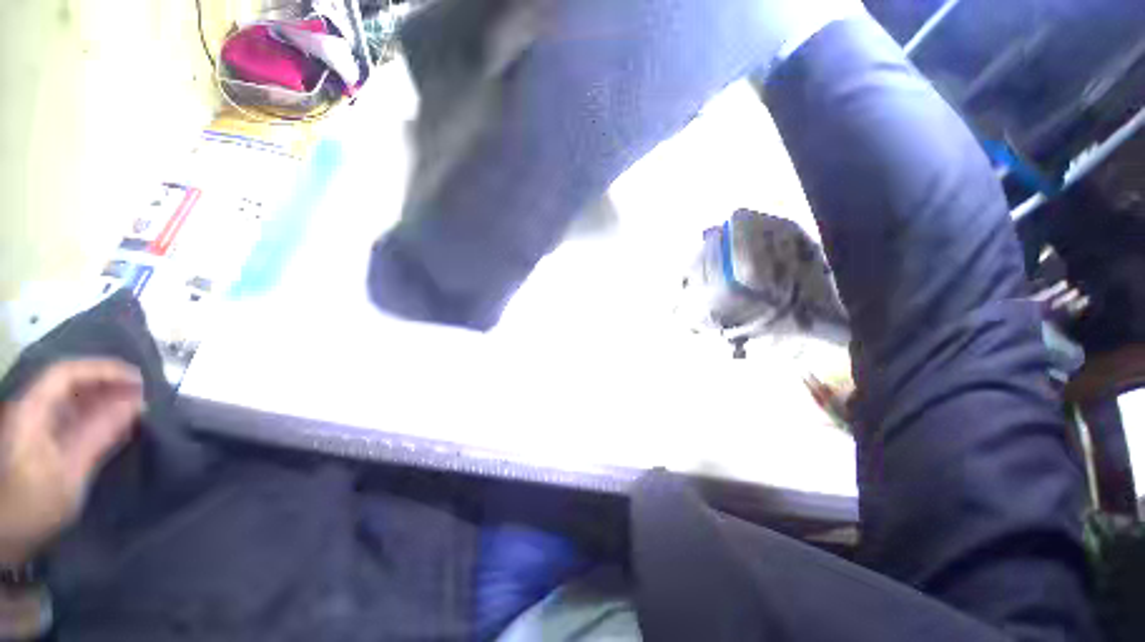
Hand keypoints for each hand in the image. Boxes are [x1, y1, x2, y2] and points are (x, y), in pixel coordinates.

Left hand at [0, 360, 143, 565]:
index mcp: (31, 411)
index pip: (67, 373)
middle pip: (68, 382)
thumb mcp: (70, 472)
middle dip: (106, 384)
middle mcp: (29, 409)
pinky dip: (93, 415)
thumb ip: (99, 434)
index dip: (103, 370)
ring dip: (102, 399)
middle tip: (142, 394)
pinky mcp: (38, 439)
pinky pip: (68, 416)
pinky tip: (114, 424)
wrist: (5, 535)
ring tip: (134, 407)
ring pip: (70, 399)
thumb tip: (136, 403)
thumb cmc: (34, 504)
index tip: (138, 380)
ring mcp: (32, 424)